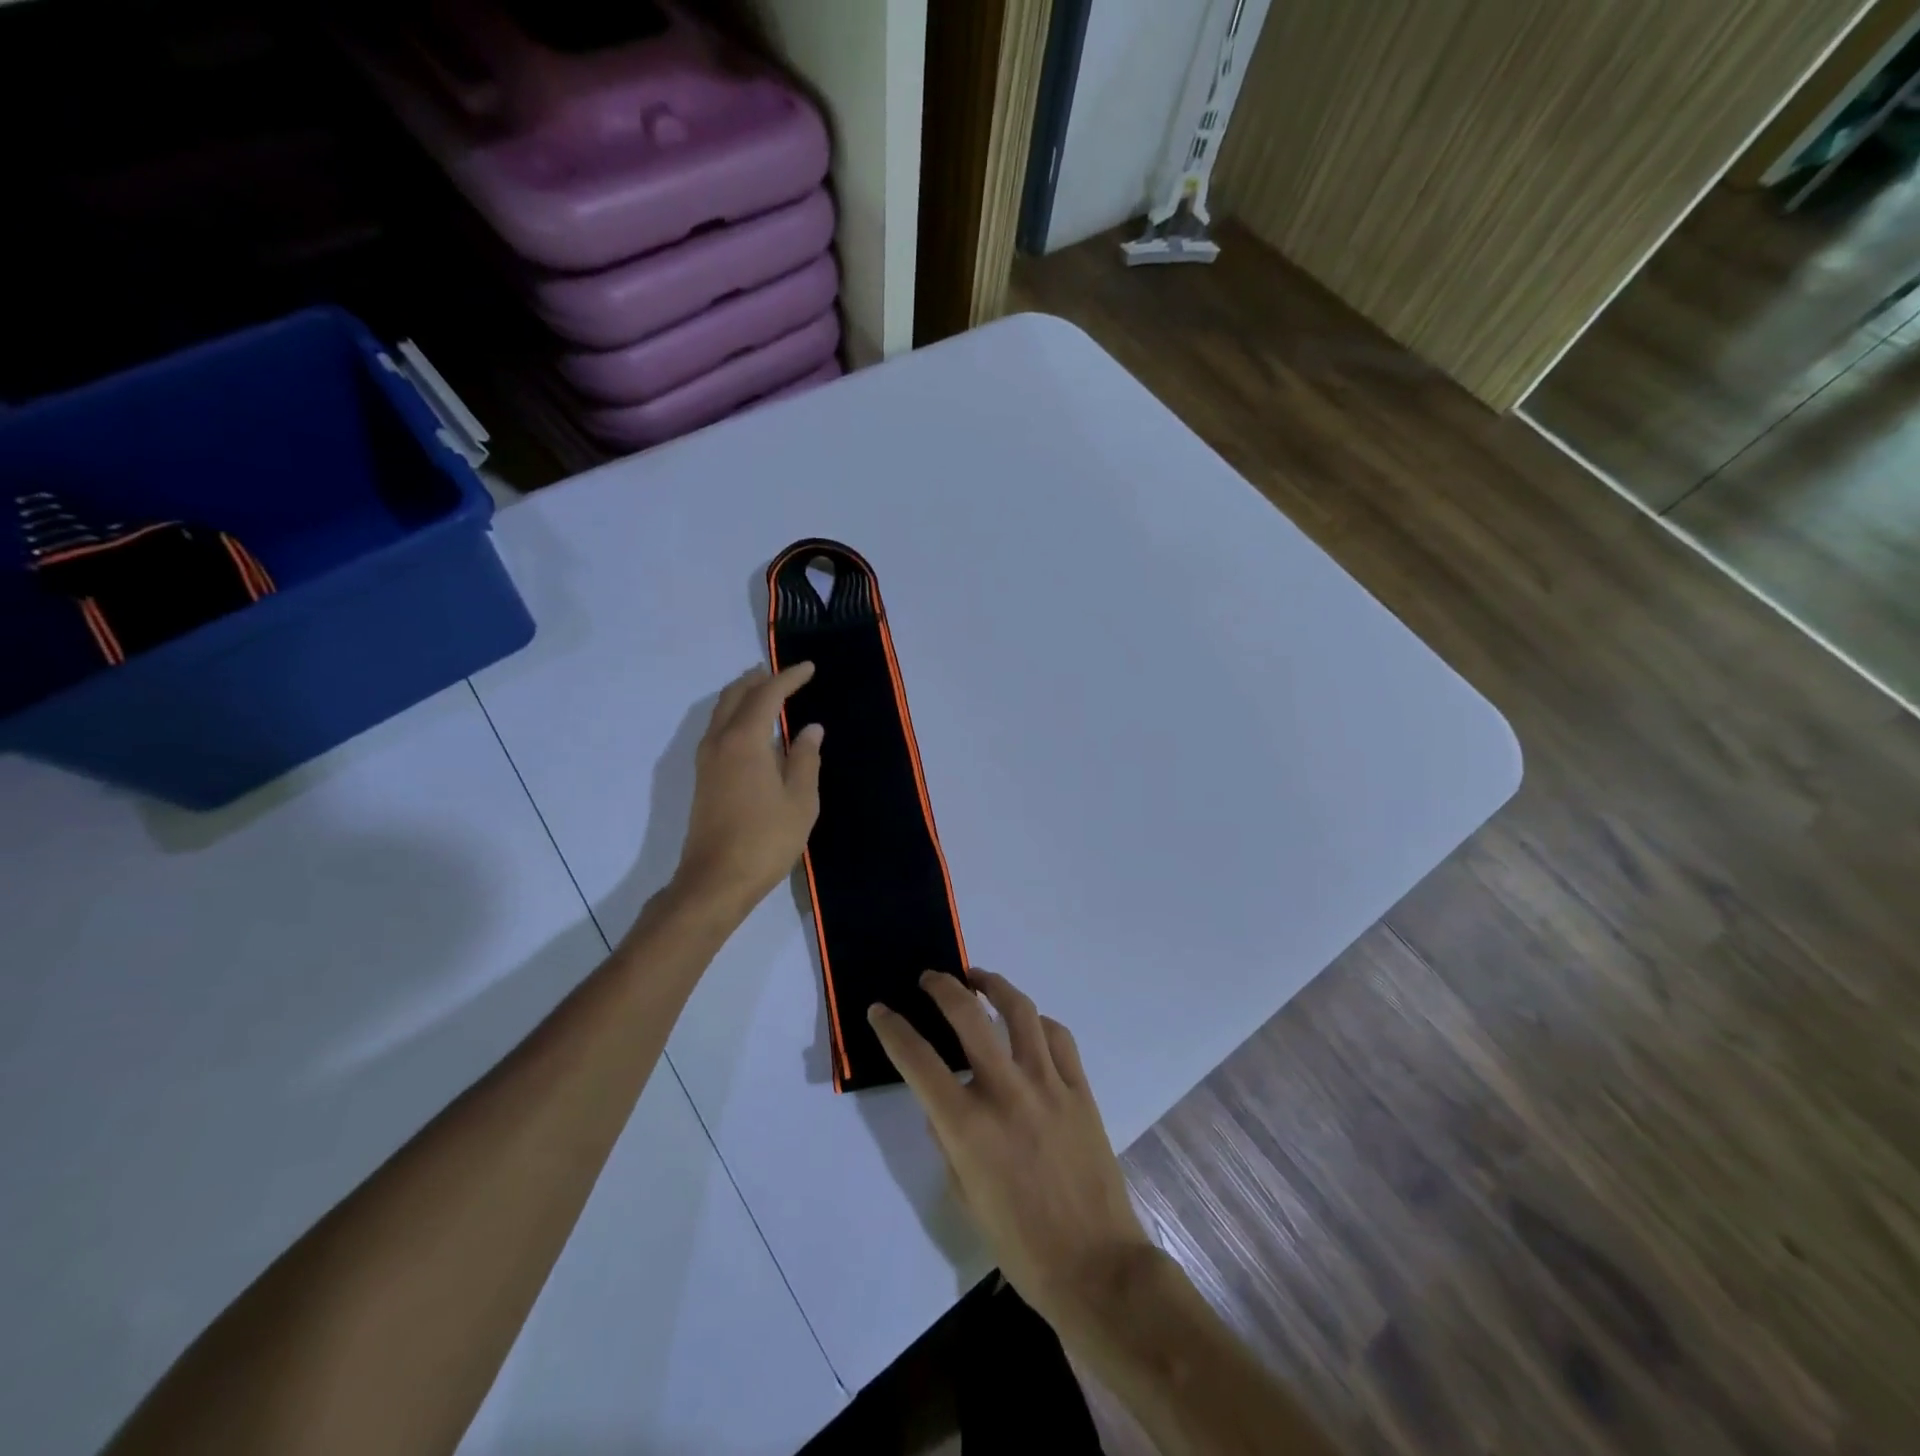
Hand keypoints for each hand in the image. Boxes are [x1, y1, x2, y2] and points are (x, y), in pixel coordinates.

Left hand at [672, 664, 822, 918]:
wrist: (716, 879)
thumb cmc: (766, 839)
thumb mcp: (800, 800)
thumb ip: (805, 759)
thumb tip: (810, 729)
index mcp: (745, 741)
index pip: (766, 696)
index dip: (788, 678)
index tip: (809, 667)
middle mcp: (719, 742)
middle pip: (735, 696)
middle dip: (758, 679)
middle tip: (781, 673)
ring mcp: (706, 760)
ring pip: (721, 712)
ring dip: (743, 696)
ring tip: (766, 692)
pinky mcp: (703, 778)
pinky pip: (719, 730)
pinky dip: (736, 716)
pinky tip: (753, 729)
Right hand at [867, 971, 1155, 1333]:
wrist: (1095, 1266)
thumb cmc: (1020, 1244)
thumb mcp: (964, 1199)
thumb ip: (948, 1144)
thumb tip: (942, 1106)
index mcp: (969, 1126)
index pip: (918, 1061)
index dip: (893, 1029)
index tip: (880, 1010)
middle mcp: (1006, 1092)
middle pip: (969, 1016)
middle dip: (942, 987)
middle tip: (931, 978)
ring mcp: (1048, 1085)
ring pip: (1020, 1011)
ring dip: (994, 986)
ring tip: (978, 978)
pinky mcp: (1080, 1089)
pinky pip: (1058, 1037)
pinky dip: (1037, 1022)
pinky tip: (1028, 1023)